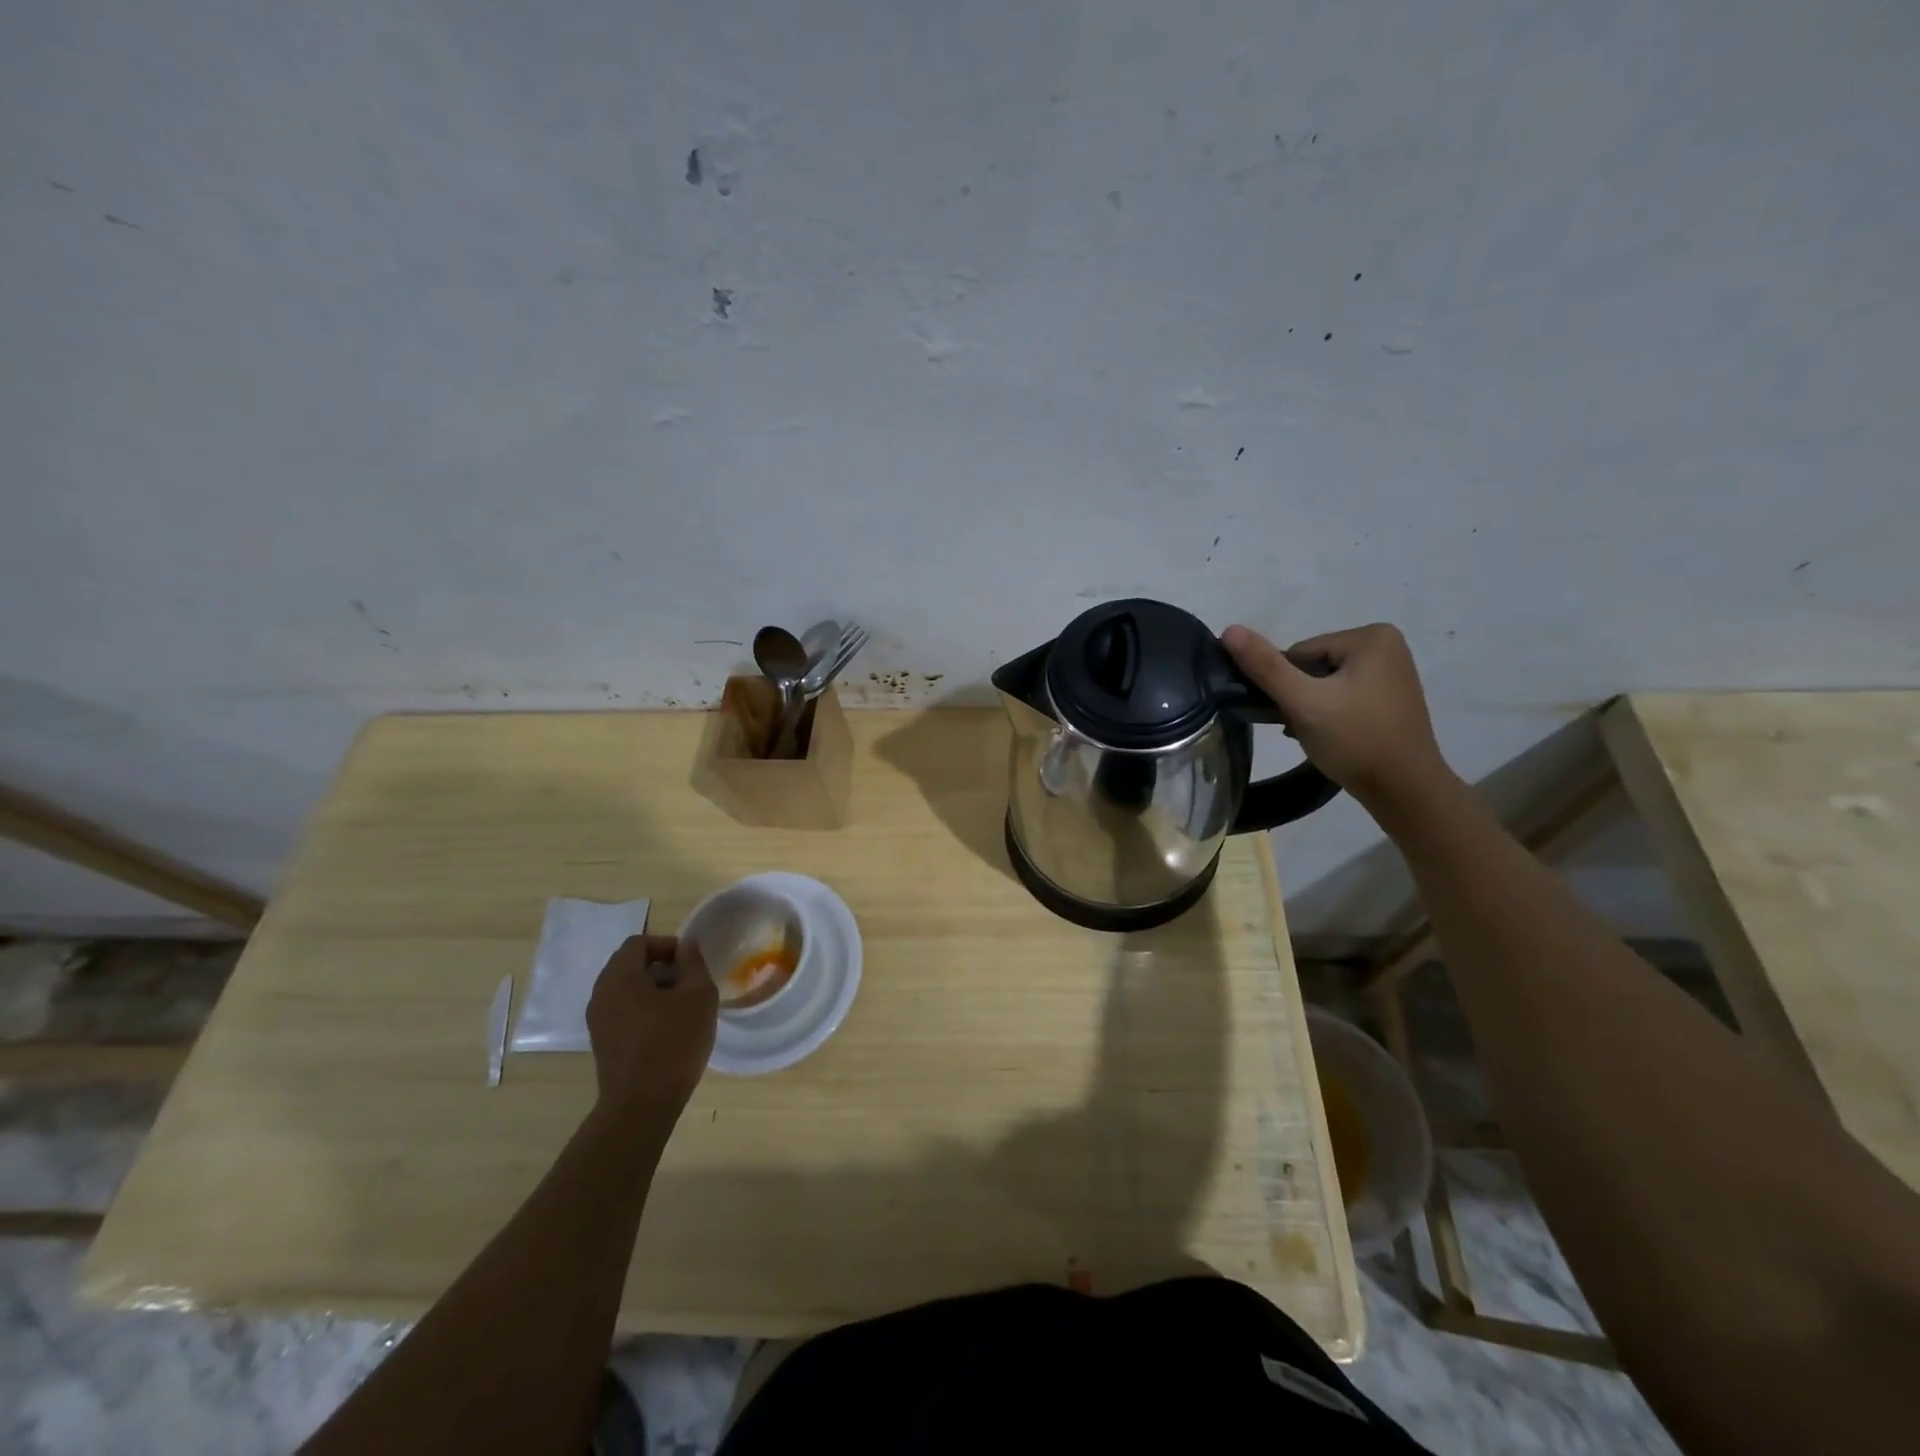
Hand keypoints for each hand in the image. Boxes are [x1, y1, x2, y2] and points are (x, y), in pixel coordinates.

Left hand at [586, 934, 716, 1118]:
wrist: (642, 1105)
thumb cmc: (673, 1042)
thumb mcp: (698, 995)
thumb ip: (693, 963)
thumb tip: (686, 945)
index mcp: (619, 977)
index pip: (639, 942)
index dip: (667, 945)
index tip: (690, 964)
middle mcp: (601, 994)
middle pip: (630, 964)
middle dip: (661, 967)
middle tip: (689, 983)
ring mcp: (598, 1020)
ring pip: (626, 989)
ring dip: (654, 989)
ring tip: (682, 1006)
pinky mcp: (602, 1042)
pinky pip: (623, 1011)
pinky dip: (644, 1009)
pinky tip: (667, 1028)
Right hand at [1221, 622, 1453, 809]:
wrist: (1405, 791)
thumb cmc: (1356, 741)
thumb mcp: (1304, 703)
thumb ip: (1265, 667)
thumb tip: (1229, 630)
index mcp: (1371, 637)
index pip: (1299, 653)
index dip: (1288, 685)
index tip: (1296, 714)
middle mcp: (1387, 646)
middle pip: (1312, 666)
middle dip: (1300, 697)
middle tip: (1303, 728)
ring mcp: (1391, 673)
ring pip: (1324, 683)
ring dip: (1310, 708)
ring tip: (1315, 736)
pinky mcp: (1389, 697)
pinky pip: (1343, 696)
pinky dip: (1328, 714)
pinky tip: (1329, 738)